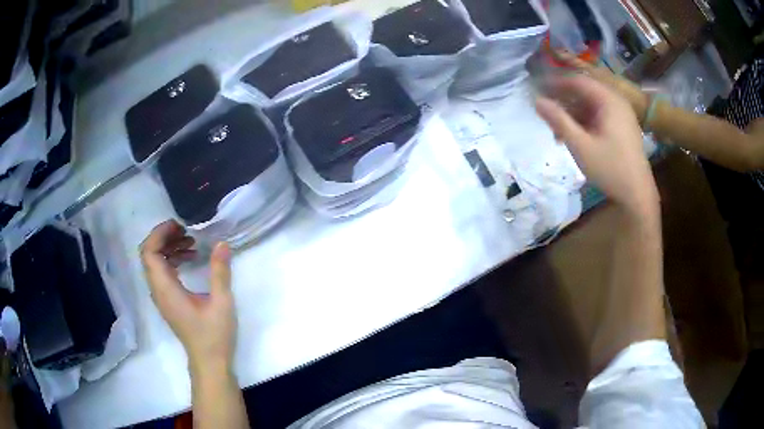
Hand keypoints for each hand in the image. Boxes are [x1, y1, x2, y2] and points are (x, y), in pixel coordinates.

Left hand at [140, 220, 235, 372]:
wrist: (209, 362)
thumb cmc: (214, 336)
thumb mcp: (221, 303)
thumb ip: (220, 272)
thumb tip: (222, 243)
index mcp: (166, 289)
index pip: (149, 253)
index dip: (159, 234)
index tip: (179, 226)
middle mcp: (158, 291)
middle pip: (149, 255)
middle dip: (164, 237)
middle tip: (186, 231)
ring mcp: (162, 296)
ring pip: (155, 263)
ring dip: (169, 247)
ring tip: (191, 242)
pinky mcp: (168, 300)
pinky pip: (162, 272)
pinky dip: (172, 260)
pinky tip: (190, 259)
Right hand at [536, 74, 658, 216]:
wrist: (637, 194)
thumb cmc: (610, 169)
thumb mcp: (580, 146)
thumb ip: (558, 120)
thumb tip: (537, 100)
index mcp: (609, 100)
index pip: (578, 81)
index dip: (556, 83)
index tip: (537, 90)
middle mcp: (616, 101)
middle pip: (585, 92)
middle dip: (564, 101)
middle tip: (546, 112)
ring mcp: (621, 114)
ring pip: (591, 105)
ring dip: (573, 114)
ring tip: (557, 132)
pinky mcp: (622, 127)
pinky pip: (600, 115)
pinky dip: (585, 122)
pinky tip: (574, 137)